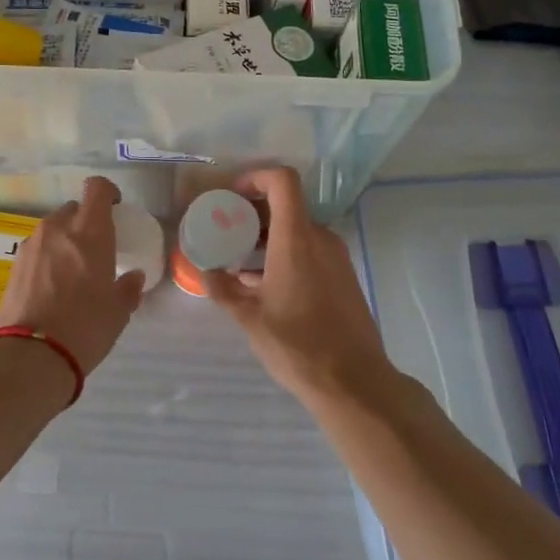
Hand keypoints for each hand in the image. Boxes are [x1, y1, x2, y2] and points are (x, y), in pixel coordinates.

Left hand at [0, 176, 146, 375]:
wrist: (30, 356)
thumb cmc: (85, 328)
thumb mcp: (118, 312)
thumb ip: (127, 288)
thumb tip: (133, 277)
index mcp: (89, 232)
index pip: (96, 189)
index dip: (107, 193)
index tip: (114, 208)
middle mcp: (57, 228)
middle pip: (73, 209)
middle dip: (85, 222)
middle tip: (94, 249)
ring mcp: (31, 245)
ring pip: (52, 229)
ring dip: (64, 240)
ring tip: (71, 271)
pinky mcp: (13, 264)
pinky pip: (36, 249)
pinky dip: (46, 257)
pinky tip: (51, 286)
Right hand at [200, 167, 394, 400]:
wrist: (354, 382)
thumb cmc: (298, 346)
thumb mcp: (249, 318)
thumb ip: (223, 289)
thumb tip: (205, 271)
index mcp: (296, 239)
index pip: (282, 181)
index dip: (256, 177)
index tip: (231, 196)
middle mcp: (320, 239)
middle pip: (287, 205)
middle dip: (253, 212)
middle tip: (225, 231)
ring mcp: (337, 258)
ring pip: (298, 230)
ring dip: (268, 236)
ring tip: (239, 261)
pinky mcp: (343, 277)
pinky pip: (310, 250)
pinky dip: (285, 253)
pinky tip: (265, 284)